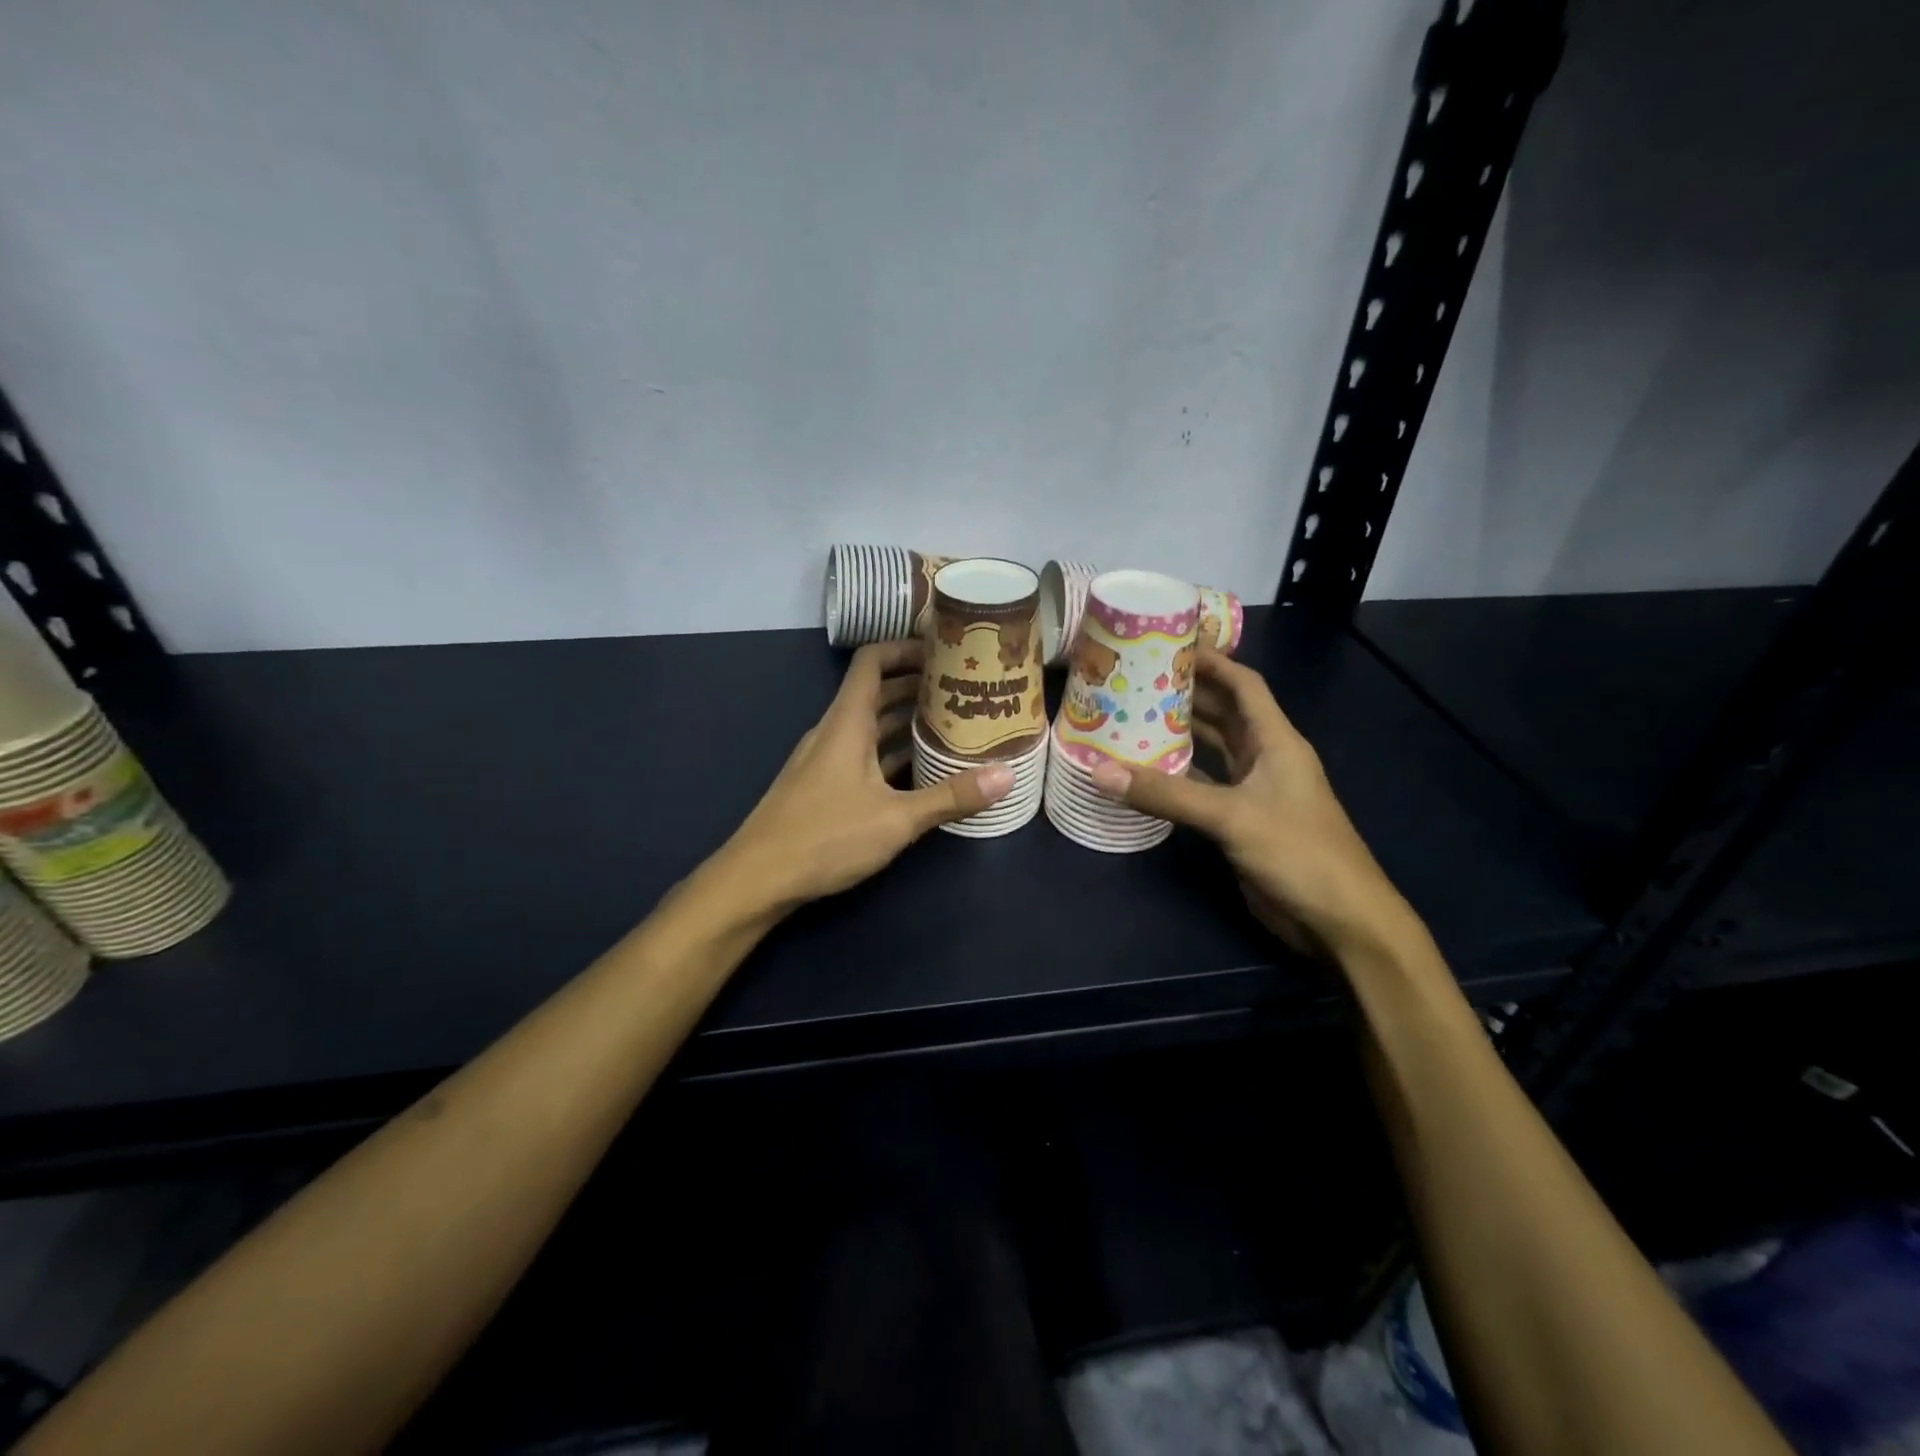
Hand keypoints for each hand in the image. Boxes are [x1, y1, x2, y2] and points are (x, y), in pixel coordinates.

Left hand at [716, 640, 1013, 912]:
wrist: (757, 879)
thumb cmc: (825, 837)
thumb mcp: (896, 819)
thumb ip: (950, 796)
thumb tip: (1007, 775)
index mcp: (847, 723)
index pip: (872, 661)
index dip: (906, 647)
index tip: (945, 649)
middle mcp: (834, 732)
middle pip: (877, 692)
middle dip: (918, 686)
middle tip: (964, 689)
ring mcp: (826, 760)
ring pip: (871, 726)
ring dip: (907, 721)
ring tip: (953, 724)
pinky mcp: (824, 786)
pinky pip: (864, 754)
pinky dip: (892, 752)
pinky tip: (922, 769)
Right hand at [1089, 647, 1411, 958]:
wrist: (1339, 920)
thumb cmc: (1298, 852)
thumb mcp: (1230, 816)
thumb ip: (1166, 794)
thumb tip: (1100, 772)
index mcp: (1276, 741)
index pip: (1245, 685)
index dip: (1213, 661)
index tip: (1171, 644)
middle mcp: (1266, 758)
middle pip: (1225, 713)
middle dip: (1187, 694)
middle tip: (1137, 679)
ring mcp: (1255, 791)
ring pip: (1214, 750)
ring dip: (1181, 734)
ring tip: (1133, 716)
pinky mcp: (1242, 821)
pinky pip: (1205, 786)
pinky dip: (1180, 776)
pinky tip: (1147, 771)